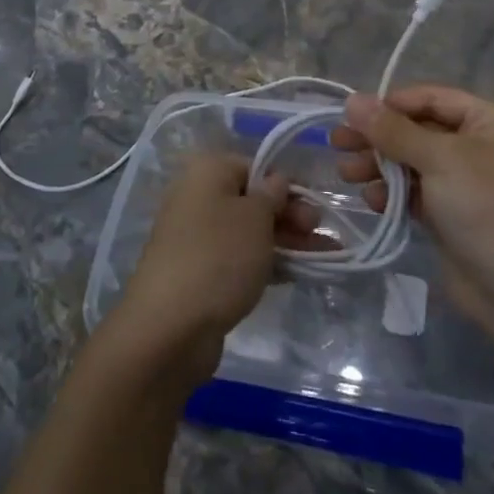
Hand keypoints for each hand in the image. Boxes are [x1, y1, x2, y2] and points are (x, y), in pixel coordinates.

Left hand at [111, 153, 314, 383]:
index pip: (253, 167)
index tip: (314, 206)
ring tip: (324, 257)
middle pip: (251, 200)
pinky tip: (296, 275)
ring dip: (285, 241)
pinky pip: (238, 259)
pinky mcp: (198, 272)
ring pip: (248, 232)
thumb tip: (276, 181)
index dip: (286, 185)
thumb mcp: (255, 218)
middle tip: (320, 233)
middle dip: (289, 215)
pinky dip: (266, 263)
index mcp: (206, 172)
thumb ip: (272, 195)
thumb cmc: (218, 256)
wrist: (169, 326)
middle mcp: (196, 198)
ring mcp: (195, 237)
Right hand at [331, 86, 493, 347]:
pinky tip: (370, 200)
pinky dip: (393, 192)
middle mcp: (481, 144)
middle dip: (378, 138)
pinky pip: (416, 191)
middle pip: (418, 130)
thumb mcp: (439, 160)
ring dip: (379, 166)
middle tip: (337, 143)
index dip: (391, 104)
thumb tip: (352, 100)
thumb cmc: (486, 208)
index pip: (432, 98)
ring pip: (413, 161)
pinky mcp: (453, 213)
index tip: (352, 114)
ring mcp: (467, 181)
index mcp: (492, 120)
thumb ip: (393, 130)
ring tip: (346, 173)